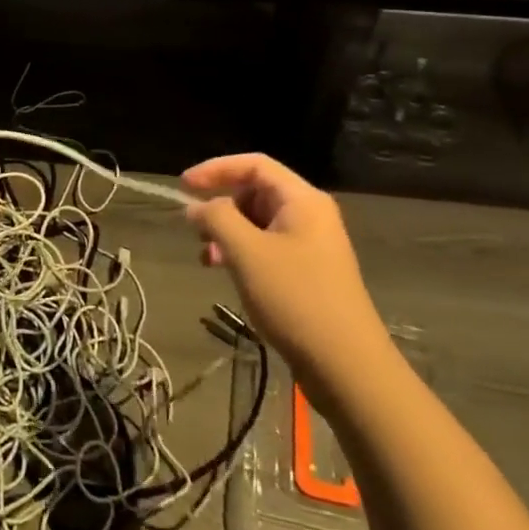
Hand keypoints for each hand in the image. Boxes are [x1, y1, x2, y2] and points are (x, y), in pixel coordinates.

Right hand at [182, 154, 390, 371]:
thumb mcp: (247, 252)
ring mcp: (310, 245)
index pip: (254, 165)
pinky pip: (266, 248)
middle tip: (196, 230)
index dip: (215, 169)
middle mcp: (309, 215)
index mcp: (302, 200)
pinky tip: (226, 273)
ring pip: (258, 223)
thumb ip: (216, 219)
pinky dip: (242, 254)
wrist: (345, 364)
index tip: (183, 186)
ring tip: (208, 258)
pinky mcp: (307, 273)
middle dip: (221, 206)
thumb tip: (196, 206)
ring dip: (227, 233)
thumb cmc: (295, 298)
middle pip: (255, 192)